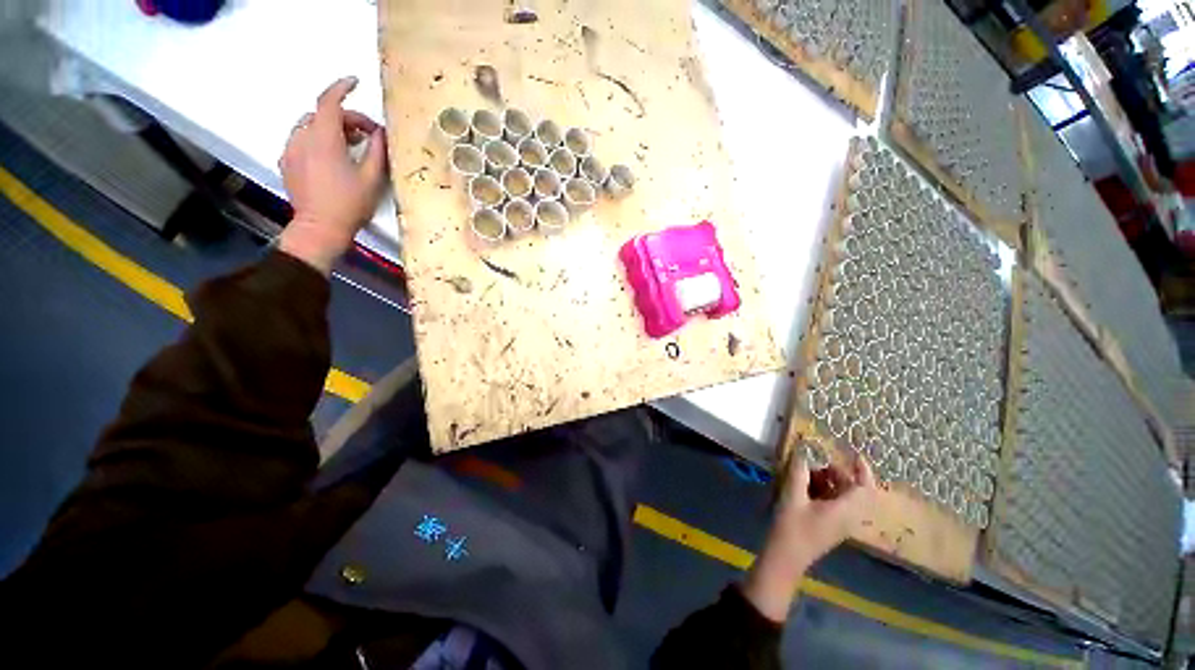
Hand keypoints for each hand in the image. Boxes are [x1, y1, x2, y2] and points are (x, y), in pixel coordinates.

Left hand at [278, 76, 387, 274]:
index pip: (329, 102)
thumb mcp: (371, 178)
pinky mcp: (287, 162)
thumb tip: (381, 133)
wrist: (320, 228)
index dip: (342, 88)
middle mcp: (302, 138)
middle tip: (367, 136)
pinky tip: (332, 158)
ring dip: (331, 129)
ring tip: (350, 147)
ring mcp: (291, 150)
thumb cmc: (349, 205)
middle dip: (346, 119)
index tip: (354, 83)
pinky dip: (318, 140)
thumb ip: (377, 151)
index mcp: (324, 139)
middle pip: (322, 115)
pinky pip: (302, 140)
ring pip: (310, 126)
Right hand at [741, 452, 876, 621]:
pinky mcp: (831, 526)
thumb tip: (803, 451)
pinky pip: (836, 503)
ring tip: (808, 472)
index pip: (865, 488)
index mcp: (845, 511)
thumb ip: (799, 472)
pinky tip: (805, 486)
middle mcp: (849, 517)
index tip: (853, 454)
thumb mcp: (793, 495)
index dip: (863, 470)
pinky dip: (825, 491)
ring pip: (844, 497)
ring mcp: (840, 523)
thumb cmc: (791, 527)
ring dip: (830, 482)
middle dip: (839, 473)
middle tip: (819, 463)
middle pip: (854, 491)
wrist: (786, 557)